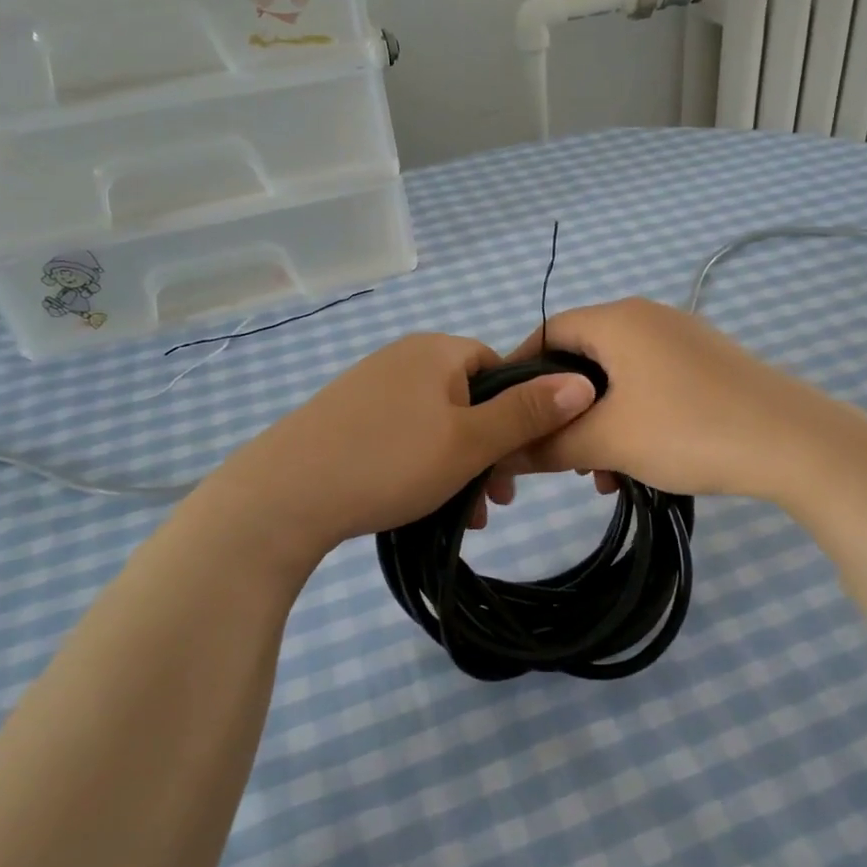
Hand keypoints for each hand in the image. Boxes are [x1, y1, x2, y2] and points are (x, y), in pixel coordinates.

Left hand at [209, 332, 595, 564]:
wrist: (282, 495)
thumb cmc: (389, 461)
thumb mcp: (470, 442)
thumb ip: (528, 414)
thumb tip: (584, 382)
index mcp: (436, 351)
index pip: (500, 369)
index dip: (519, 414)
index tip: (521, 463)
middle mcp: (403, 358)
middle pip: (469, 399)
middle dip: (490, 450)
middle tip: (497, 500)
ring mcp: (369, 387)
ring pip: (437, 424)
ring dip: (459, 466)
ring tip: (464, 515)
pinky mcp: (345, 417)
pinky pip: (402, 435)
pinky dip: (422, 465)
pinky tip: (421, 505)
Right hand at [500, 298, 844, 502]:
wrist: (795, 443)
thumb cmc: (688, 429)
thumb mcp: (608, 441)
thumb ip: (547, 444)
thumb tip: (502, 452)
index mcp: (619, 320)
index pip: (547, 332)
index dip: (520, 373)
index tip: (507, 416)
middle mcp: (649, 318)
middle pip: (583, 358)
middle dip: (563, 410)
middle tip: (556, 454)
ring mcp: (684, 340)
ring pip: (619, 379)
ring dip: (599, 423)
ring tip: (599, 473)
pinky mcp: (709, 366)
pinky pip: (652, 386)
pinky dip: (634, 420)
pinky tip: (638, 465)